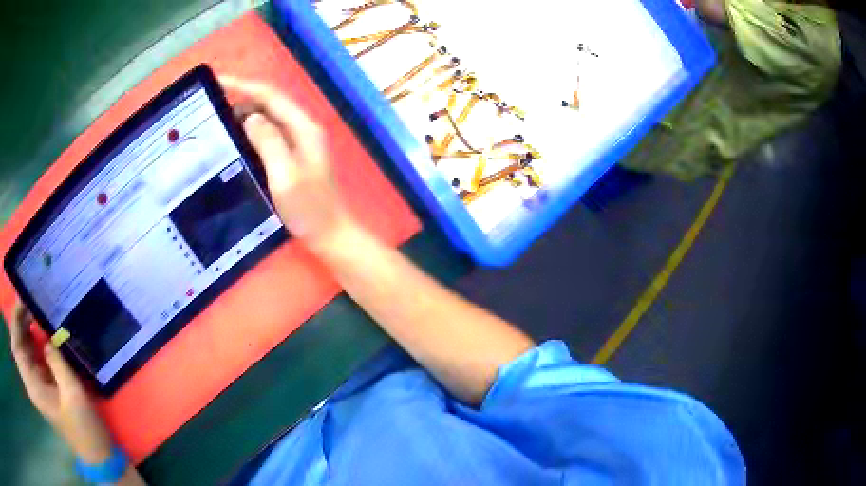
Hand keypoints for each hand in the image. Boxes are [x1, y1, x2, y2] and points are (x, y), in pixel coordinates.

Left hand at [7, 302, 112, 463]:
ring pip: (24, 349)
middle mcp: (31, 383)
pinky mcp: (43, 385)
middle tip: (30, 300)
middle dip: (19, 321)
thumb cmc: (84, 427)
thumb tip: (46, 339)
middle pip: (18, 345)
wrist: (97, 454)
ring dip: (26, 328)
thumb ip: (56, 362)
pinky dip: (33, 340)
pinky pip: (32, 356)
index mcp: (33, 387)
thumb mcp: (73, 394)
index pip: (16, 348)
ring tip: (35, 310)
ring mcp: (36, 385)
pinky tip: (41, 331)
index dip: (15, 322)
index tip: (23, 300)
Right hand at [219, 76, 356, 252]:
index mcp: (303, 128)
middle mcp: (302, 129)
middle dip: (242, 97)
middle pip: (270, 103)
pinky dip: (251, 131)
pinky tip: (235, 138)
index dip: (244, 85)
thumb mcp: (284, 175)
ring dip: (245, 113)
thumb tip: (250, 117)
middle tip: (212, 102)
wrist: (330, 235)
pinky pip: (268, 134)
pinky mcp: (292, 156)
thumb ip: (269, 142)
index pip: (271, 96)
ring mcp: (298, 142)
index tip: (219, 81)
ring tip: (218, 118)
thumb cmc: (308, 209)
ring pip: (268, 118)